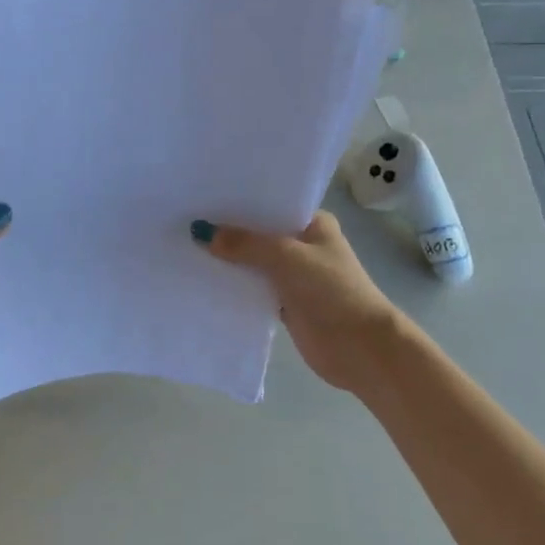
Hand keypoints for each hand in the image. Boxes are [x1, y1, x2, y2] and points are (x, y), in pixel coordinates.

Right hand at [196, 211, 406, 393]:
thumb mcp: (286, 257)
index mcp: (313, 224)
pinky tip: (201, 280)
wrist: (360, 348)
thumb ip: (244, 244)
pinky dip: (232, 287)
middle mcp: (303, 246)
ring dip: (227, 261)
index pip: (271, 204)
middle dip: (227, 232)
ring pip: (252, 263)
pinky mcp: (283, 304)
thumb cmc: (331, 291)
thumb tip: (200, 232)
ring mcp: (293, 276)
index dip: (239, 201)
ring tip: (184, 247)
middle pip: (258, 234)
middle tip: (184, 220)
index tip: (202, 196)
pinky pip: (251, 289)